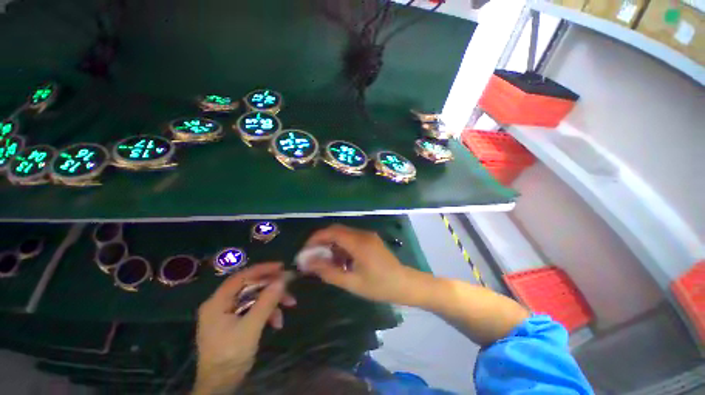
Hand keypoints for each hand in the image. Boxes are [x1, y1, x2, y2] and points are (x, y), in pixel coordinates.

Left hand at [194, 263, 295, 393]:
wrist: (221, 385)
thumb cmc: (231, 355)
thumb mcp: (251, 327)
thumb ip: (266, 302)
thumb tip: (282, 281)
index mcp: (218, 302)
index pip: (241, 277)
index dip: (262, 269)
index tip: (281, 267)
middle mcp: (221, 304)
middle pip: (250, 287)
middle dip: (271, 287)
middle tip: (289, 286)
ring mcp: (227, 313)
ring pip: (254, 298)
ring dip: (273, 301)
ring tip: (290, 305)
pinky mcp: (235, 322)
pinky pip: (254, 309)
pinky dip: (267, 312)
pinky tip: (277, 322)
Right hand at [301, 224, 423, 304]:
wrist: (405, 284)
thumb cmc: (379, 286)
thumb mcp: (352, 282)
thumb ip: (328, 272)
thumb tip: (309, 263)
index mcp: (358, 243)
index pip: (332, 232)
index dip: (316, 238)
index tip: (305, 251)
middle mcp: (363, 234)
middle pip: (337, 230)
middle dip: (322, 241)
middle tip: (312, 256)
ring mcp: (368, 236)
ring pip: (343, 234)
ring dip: (332, 244)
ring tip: (325, 261)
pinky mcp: (370, 240)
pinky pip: (351, 238)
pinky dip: (342, 246)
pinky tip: (340, 261)